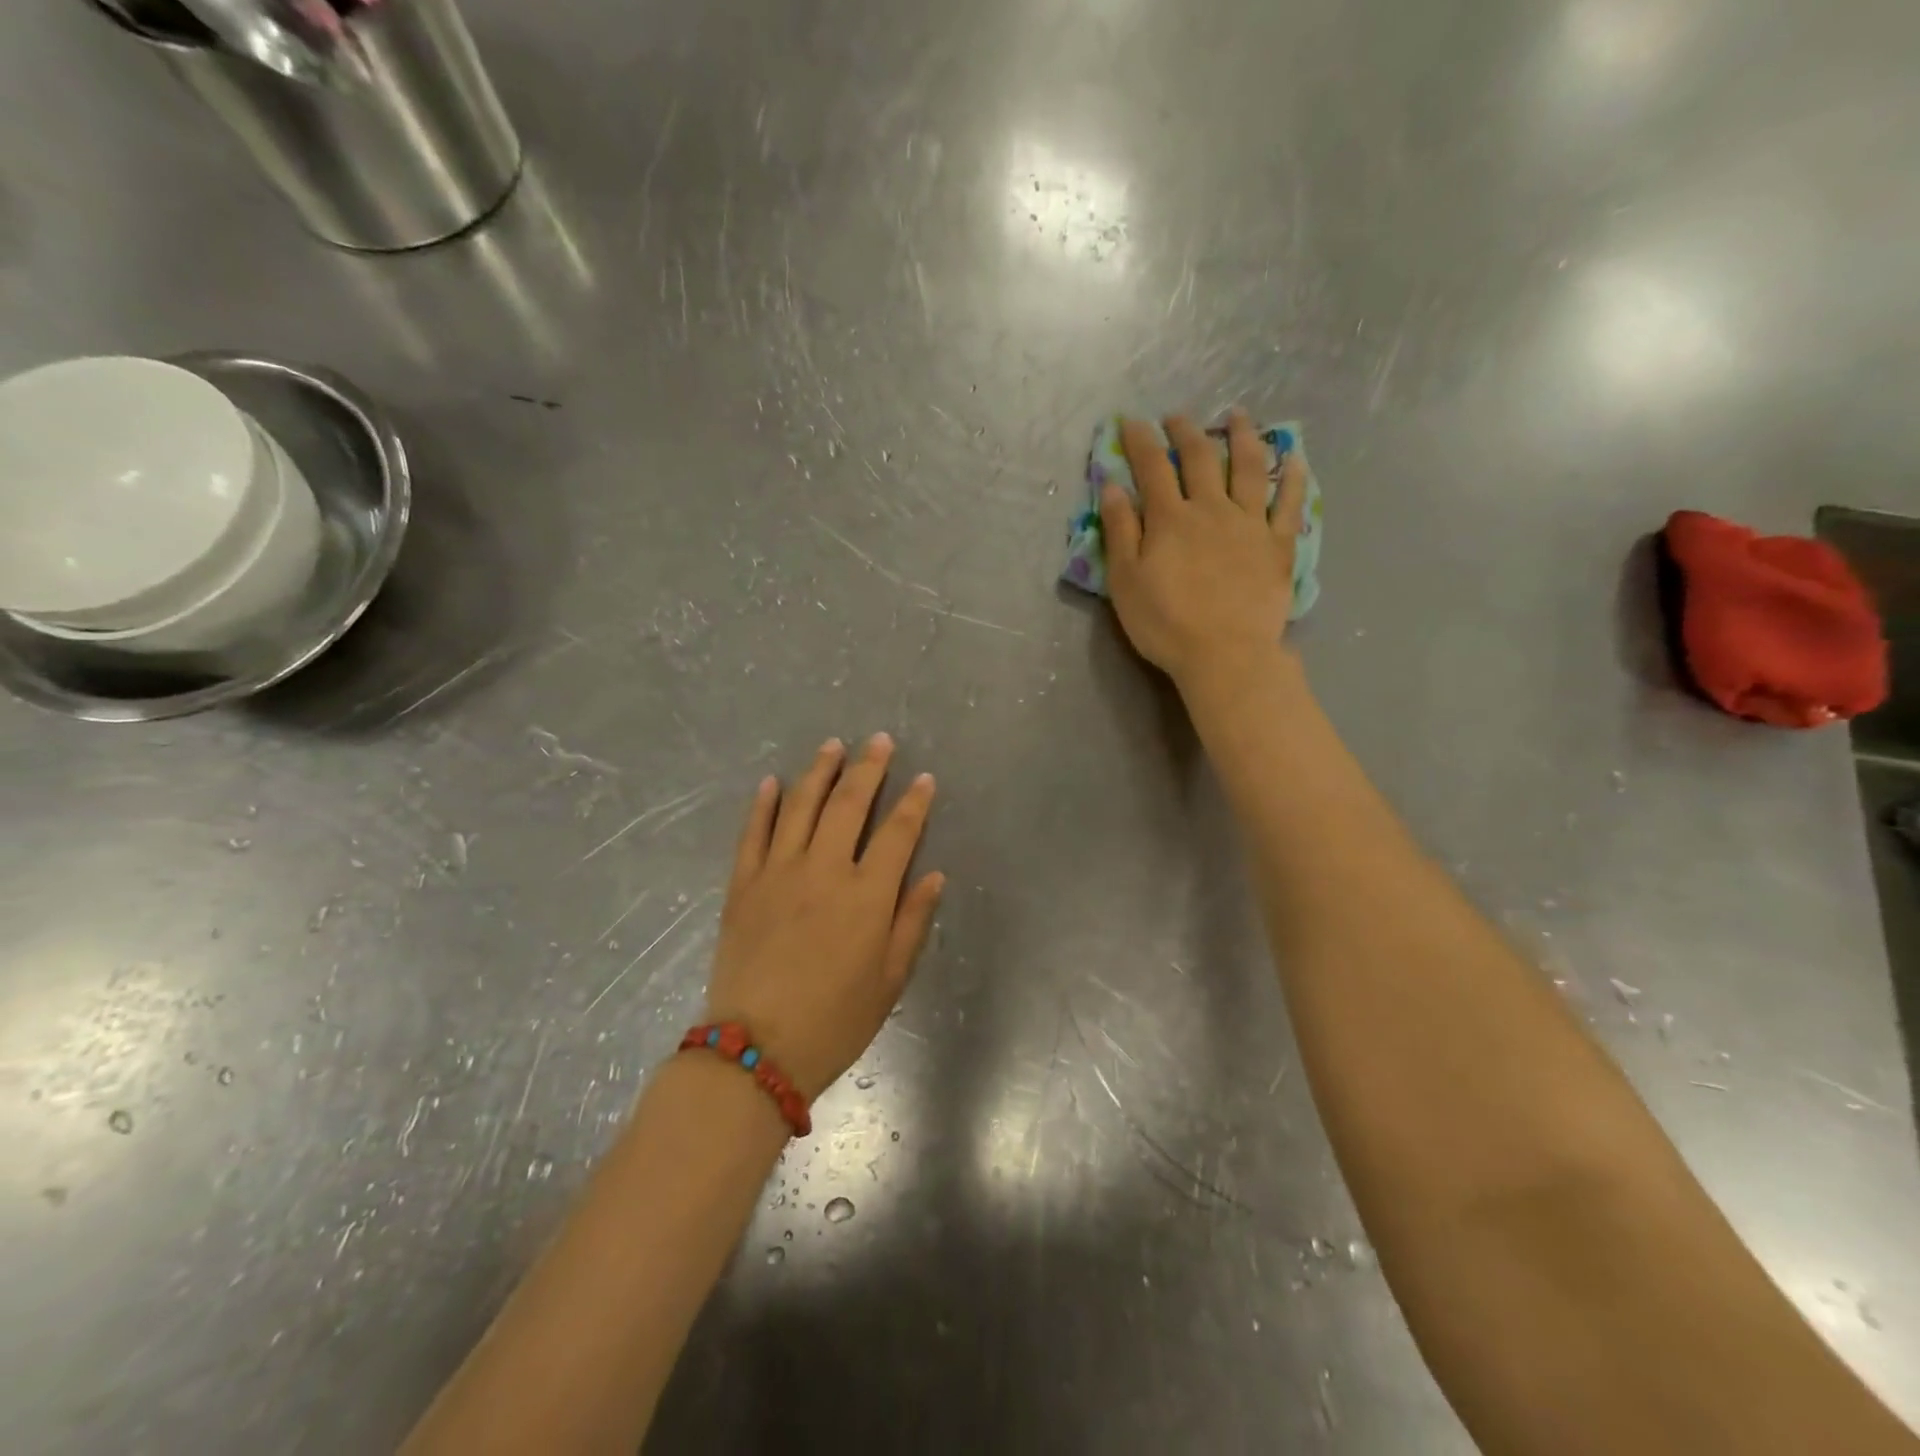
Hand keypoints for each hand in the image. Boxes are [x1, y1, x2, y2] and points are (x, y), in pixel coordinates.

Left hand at [703, 735, 942, 1099]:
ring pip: (800, 806)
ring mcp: (778, 873)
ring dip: (819, 771)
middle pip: (849, 804)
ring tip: (832, 745)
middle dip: (869, 768)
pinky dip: (762, 804)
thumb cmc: (835, 1021)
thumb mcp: (890, 980)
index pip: (898, 833)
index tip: (925, 778)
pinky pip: (752, 833)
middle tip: (879, 740)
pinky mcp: (743, 884)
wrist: (755, 1051)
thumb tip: (933, 875)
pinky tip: (771, 782)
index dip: (914, 802)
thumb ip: (912, 921)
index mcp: (867, 895)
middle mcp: (824, 870)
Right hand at [1100, 409, 1308, 693]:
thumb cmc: (1165, 623)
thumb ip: (1120, 531)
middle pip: (1201, 458)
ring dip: (1242, 437)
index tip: (1132, 421)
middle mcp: (1212, 509)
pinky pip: (1289, 503)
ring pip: (1250, 467)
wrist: (1225, 654)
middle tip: (1178, 417)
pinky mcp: (1279, 545)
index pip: (1152, 467)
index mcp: (1170, 519)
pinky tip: (1295, 459)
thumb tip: (1112, 486)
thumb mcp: (1125, 582)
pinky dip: (1293, 477)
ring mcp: (1250, 524)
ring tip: (1237, 417)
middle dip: (1186, 431)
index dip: (1141, 441)